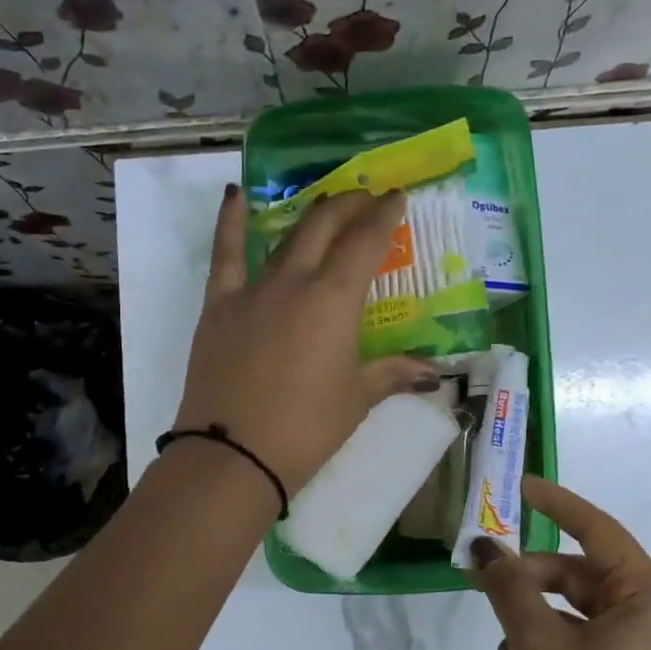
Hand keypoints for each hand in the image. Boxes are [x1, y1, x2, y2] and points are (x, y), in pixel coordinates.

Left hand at [173, 185, 438, 494]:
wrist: (235, 453)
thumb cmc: (307, 428)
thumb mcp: (357, 399)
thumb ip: (392, 374)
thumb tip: (432, 373)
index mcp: (335, 300)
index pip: (366, 242)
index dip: (383, 215)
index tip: (395, 197)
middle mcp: (295, 281)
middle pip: (325, 226)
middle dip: (349, 206)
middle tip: (364, 200)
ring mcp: (252, 290)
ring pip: (284, 237)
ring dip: (309, 215)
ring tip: (326, 204)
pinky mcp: (218, 306)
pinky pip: (225, 254)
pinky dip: (230, 221)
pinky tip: (235, 195)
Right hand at [470, 477, 650, 649]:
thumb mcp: (537, 647)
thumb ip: (510, 589)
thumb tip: (484, 550)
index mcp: (650, 604)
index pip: (600, 533)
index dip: (557, 505)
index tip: (520, 487)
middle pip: (579, 579)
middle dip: (528, 588)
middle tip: (480, 584)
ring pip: (571, 618)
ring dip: (528, 632)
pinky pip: (577, 648)